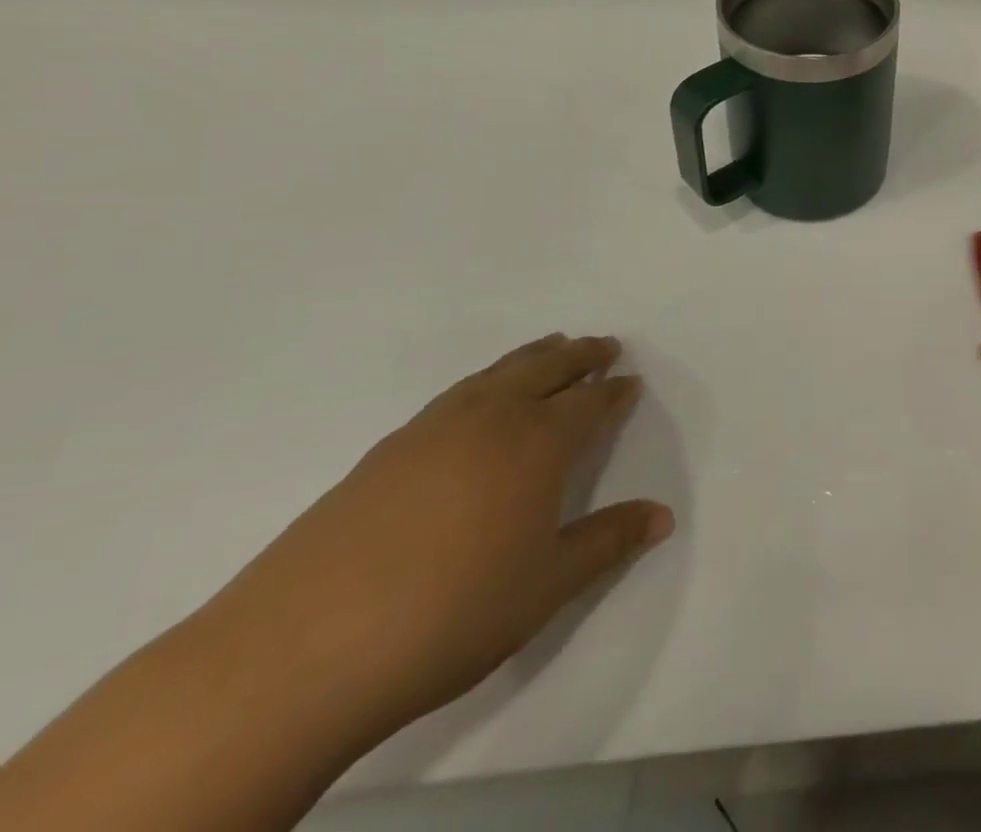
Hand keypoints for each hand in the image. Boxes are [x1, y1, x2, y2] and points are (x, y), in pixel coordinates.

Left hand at [204, 334, 673, 740]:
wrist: (295, 656)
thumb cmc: (449, 614)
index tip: (631, 381)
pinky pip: (455, 394)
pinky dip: (485, 380)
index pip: (589, 404)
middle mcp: (488, 420)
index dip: (614, 393)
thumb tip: (664, 516)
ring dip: (532, 357)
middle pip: (545, 370)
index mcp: (536, 444)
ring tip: (551, 347)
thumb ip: (608, 542)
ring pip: (496, 374)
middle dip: (580, 355)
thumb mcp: (547, 586)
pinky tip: (477, 399)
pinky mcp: (382, 454)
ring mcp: (430, 431)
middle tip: (603, 345)